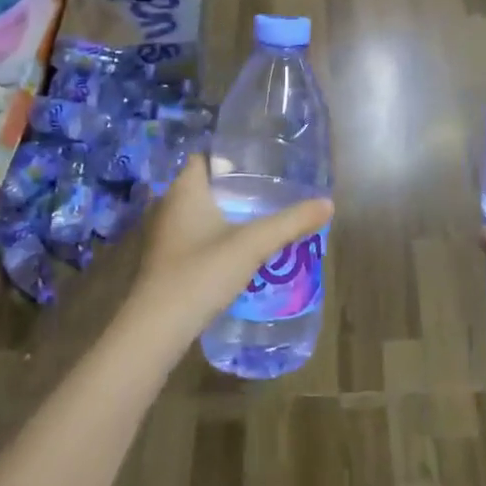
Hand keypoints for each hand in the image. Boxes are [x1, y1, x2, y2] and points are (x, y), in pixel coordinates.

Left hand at [127, 156, 332, 339]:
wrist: (157, 328)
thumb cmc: (201, 272)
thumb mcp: (252, 244)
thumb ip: (291, 222)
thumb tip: (329, 203)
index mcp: (184, 190)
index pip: (205, 157)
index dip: (230, 156)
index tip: (261, 162)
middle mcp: (168, 205)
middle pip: (204, 185)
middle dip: (233, 186)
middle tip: (269, 188)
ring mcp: (162, 235)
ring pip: (197, 213)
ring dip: (223, 213)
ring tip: (259, 216)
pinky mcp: (164, 261)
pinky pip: (192, 236)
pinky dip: (213, 236)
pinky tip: (236, 248)